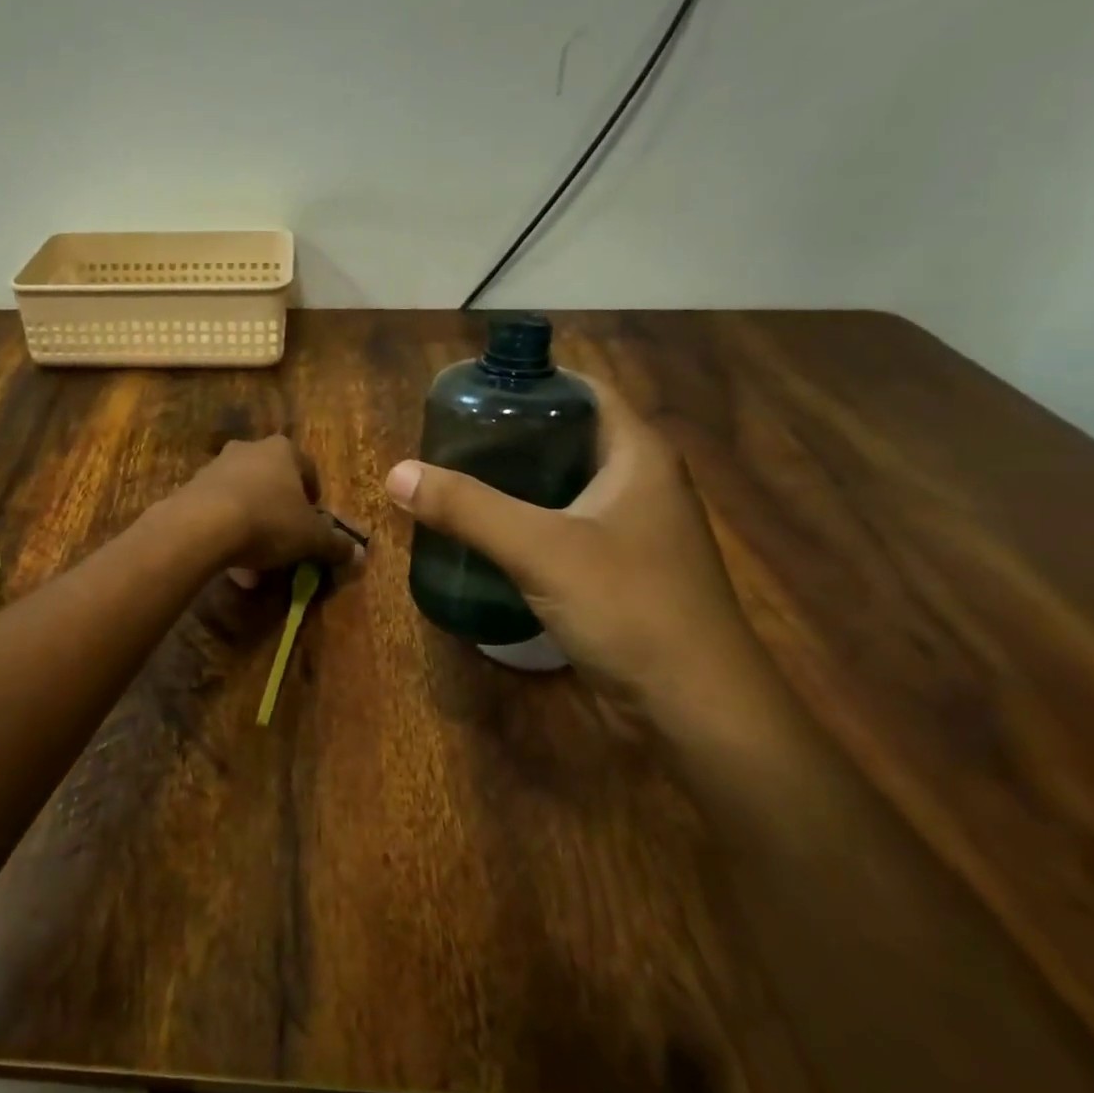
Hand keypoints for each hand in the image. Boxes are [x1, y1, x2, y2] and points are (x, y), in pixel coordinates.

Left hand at [169, 436, 358, 579]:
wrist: (202, 526)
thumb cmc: (269, 521)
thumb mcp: (311, 538)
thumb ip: (335, 544)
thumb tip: (357, 553)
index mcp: (283, 450)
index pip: (308, 469)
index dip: (314, 500)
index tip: (314, 526)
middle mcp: (249, 450)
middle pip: (273, 484)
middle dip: (281, 516)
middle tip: (286, 546)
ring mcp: (216, 467)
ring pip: (244, 500)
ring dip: (253, 529)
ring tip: (256, 568)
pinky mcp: (191, 489)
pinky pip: (218, 512)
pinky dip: (228, 534)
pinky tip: (230, 566)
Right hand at [384, 376, 762, 706]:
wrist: (695, 709)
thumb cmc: (630, 607)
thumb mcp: (541, 549)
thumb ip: (468, 508)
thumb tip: (397, 473)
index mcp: (638, 456)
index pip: (584, 391)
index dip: (531, 383)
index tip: (472, 394)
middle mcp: (641, 483)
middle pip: (569, 437)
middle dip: (510, 435)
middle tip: (450, 442)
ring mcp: (633, 531)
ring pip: (564, 486)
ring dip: (515, 483)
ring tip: (456, 482)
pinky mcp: (620, 571)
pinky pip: (565, 528)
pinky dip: (526, 523)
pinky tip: (487, 535)